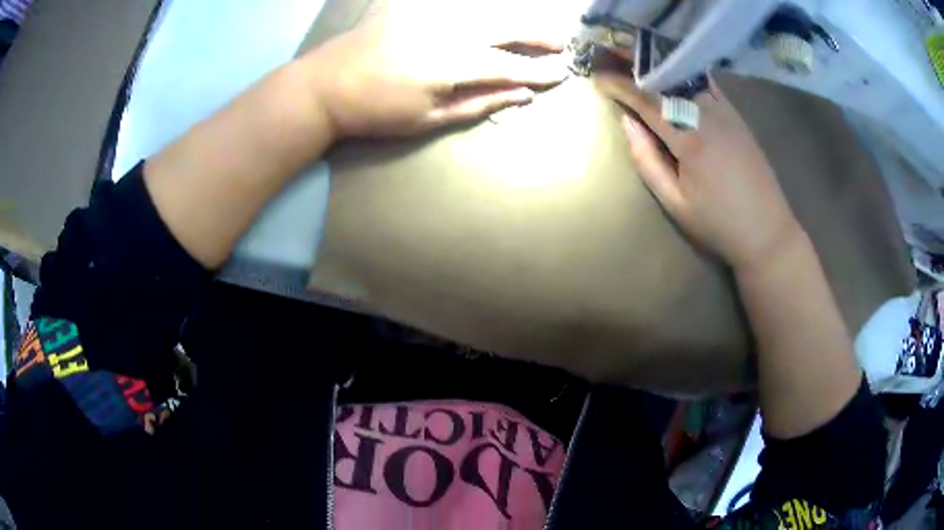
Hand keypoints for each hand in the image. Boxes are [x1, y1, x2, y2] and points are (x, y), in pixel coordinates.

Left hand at [300, 16, 567, 139]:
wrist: (324, 86)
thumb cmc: (376, 111)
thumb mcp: (428, 119)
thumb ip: (479, 104)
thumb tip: (522, 96)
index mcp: (453, 63)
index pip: (511, 65)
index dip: (540, 71)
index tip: (563, 74)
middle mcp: (448, 29)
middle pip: (506, 26)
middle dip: (539, 34)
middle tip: (560, 43)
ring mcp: (429, 12)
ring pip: (485, 8)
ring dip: (514, 17)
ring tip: (533, 27)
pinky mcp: (411, 4)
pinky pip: (456, 2)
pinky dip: (478, 7)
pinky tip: (488, 14)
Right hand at [594, 72, 801, 270]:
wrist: (768, 231)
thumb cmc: (719, 224)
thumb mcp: (675, 203)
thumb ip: (647, 160)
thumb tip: (626, 122)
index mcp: (691, 139)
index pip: (648, 100)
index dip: (620, 85)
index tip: (597, 78)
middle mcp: (709, 115)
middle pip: (667, 78)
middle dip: (636, 65)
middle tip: (611, 56)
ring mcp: (726, 111)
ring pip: (686, 76)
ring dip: (658, 66)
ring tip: (636, 60)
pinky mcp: (736, 114)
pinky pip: (705, 84)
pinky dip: (683, 73)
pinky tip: (671, 72)